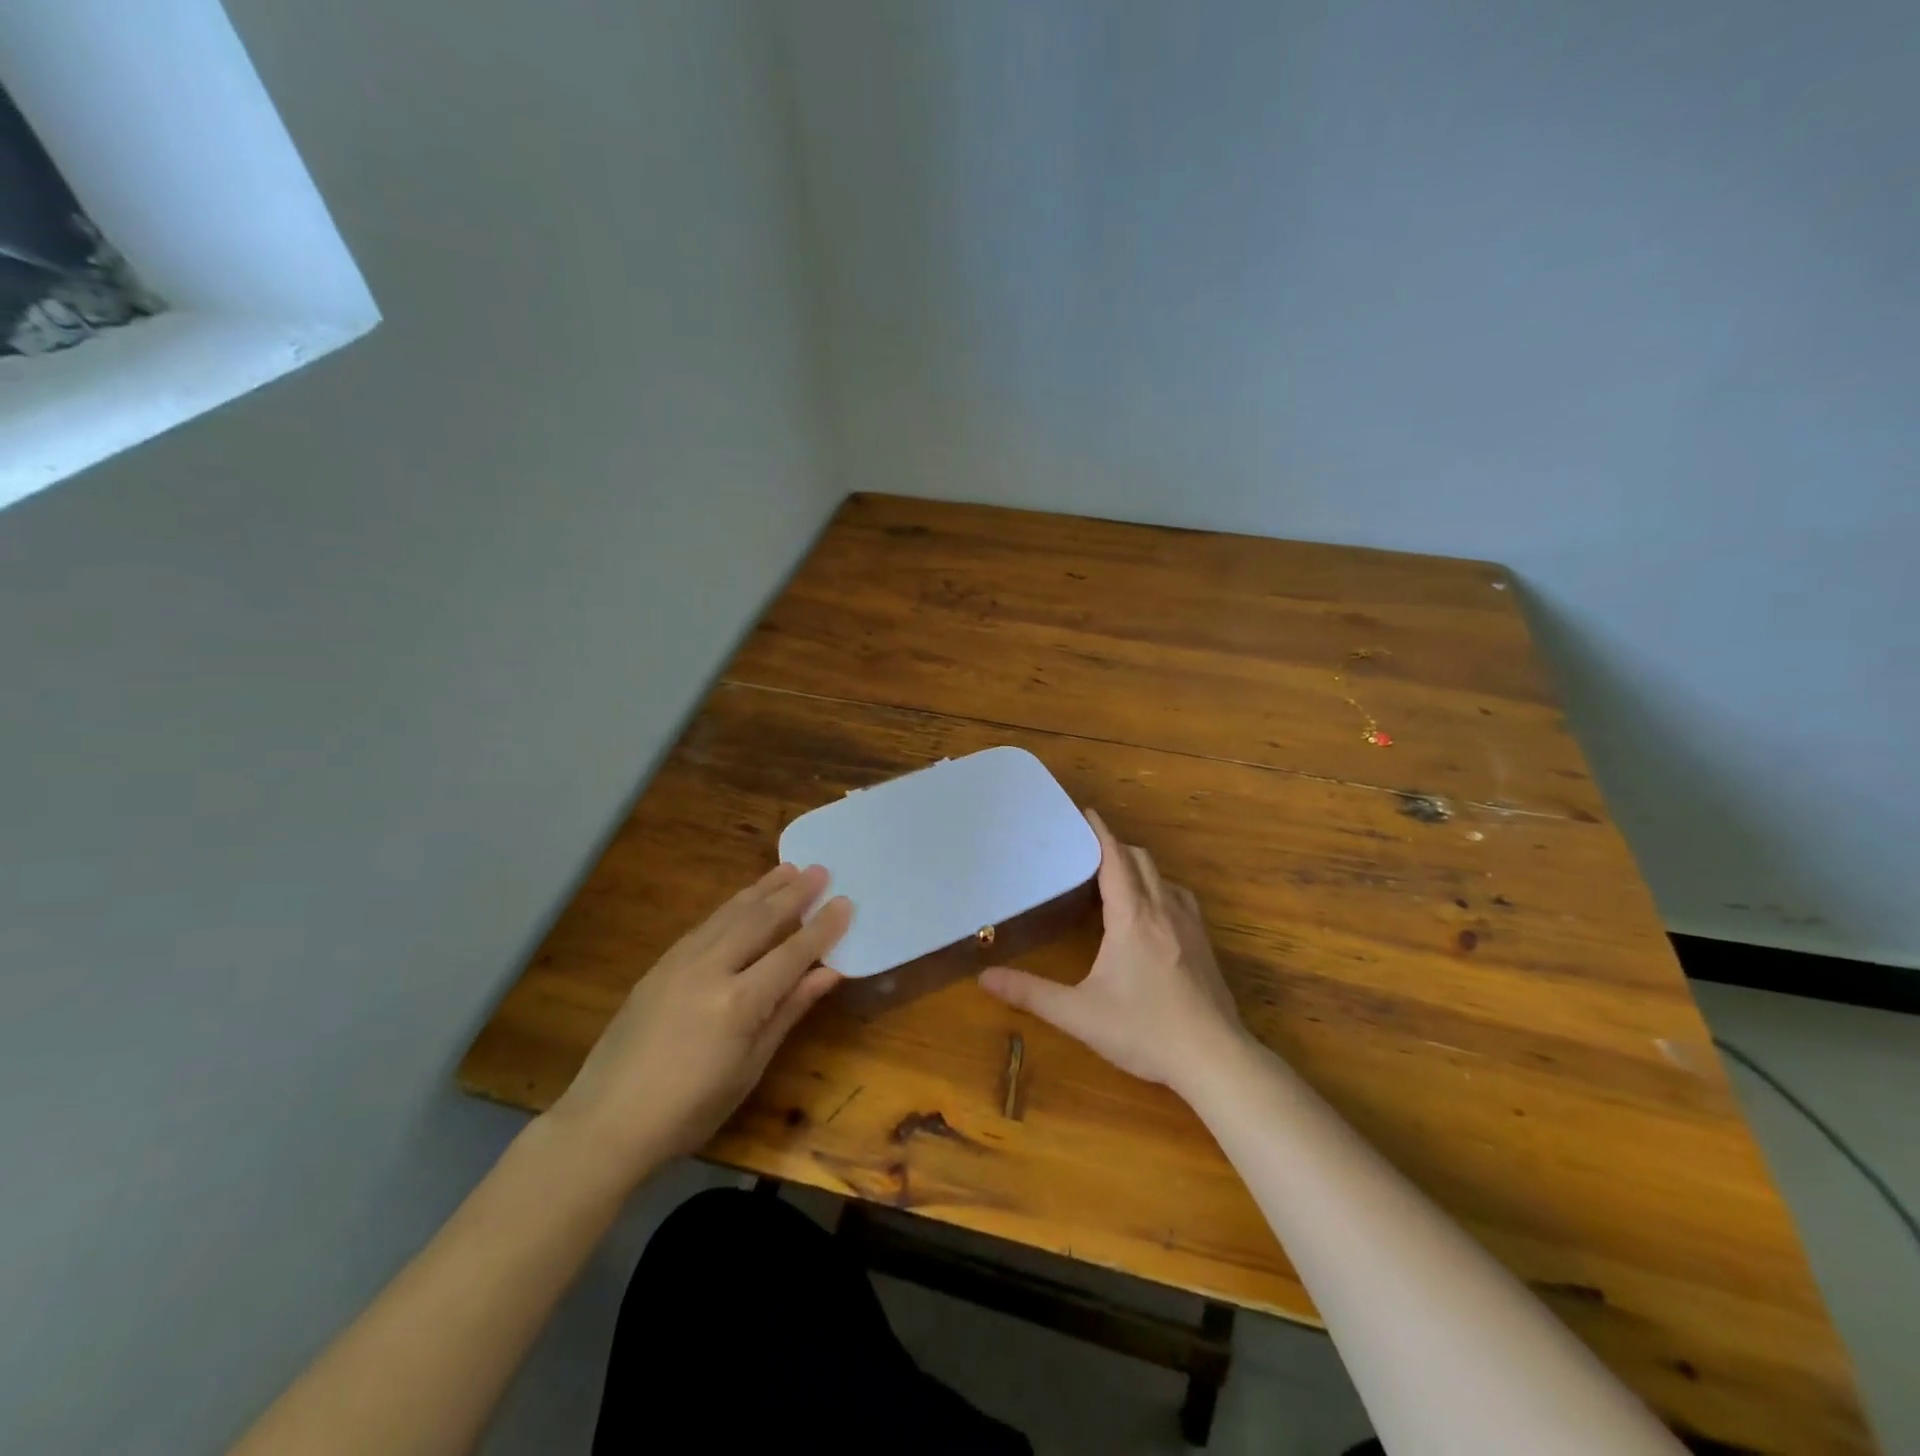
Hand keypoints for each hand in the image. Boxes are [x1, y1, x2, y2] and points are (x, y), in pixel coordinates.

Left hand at [546, 863, 850, 1176]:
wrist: (606, 1123)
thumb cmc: (690, 1109)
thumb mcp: (750, 1067)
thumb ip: (789, 1011)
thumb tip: (828, 973)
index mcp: (738, 1003)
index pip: (792, 953)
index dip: (822, 927)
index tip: (845, 902)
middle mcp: (710, 970)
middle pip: (760, 921)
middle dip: (794, 893)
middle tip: (820, 870)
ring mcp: (679, 963)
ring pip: (729, 914)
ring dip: (762, 890)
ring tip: (787, 869)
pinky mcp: (659, 966)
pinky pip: (705, 926)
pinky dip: (731, 907)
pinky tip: (743, 901)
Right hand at [979, 809, 1245, 1091]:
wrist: (1214, 1058)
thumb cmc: (1144, 1030)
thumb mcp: (1079, 1014)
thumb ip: (1031, 993)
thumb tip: (984, 977)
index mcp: (1132, 916)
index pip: (1115, 858)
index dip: (1100, 832)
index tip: (1085, 812)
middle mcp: (1163, 910)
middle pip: (1141, 860)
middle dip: (1115, 847)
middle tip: (1088, 850)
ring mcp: (1190, 926)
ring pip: (1163, 878)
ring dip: (1139, 868)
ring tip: (1116, 878)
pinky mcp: (1204, 944)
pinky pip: (1180, 898)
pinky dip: (1160, 889)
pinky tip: (1152, 913)